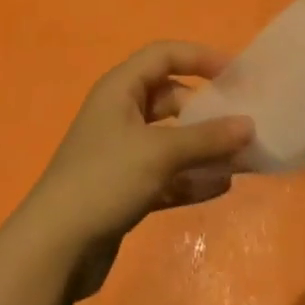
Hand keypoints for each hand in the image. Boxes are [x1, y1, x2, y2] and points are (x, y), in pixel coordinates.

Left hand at [19, 42, 253, 285]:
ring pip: (172, 139)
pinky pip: (167, 172)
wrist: (55, 249)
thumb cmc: (105, 179)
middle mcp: (121, 112)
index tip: (236, 73)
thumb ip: (207, 138)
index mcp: (121, 88)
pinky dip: (191, 177)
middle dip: (208, 110)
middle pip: (172, 98)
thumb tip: (249, 125)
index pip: (165, 55)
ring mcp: (123, 152)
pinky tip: (221, 186)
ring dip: (204, 147)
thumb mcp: (160, 153)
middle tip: (244, 123)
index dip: (200, 57)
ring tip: (243, 158)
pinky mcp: (126, 187)